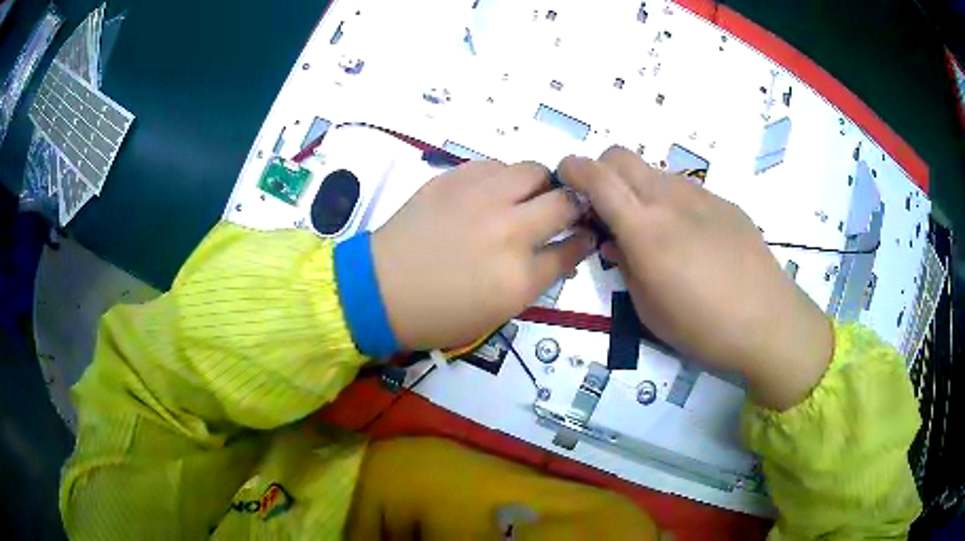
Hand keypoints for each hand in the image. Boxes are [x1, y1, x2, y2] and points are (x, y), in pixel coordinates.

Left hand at [372, 160, 595, 351]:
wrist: (381, 289)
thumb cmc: (440, 313)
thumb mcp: (498, 311)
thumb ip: (538, 278)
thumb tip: (565, 249)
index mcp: (519, 274)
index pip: (573, 246)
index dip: (584, 238)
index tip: (585, 234)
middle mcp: (507, 229)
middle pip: (564, 201)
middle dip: (573, 205)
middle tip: (561, 211)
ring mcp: (479, 198)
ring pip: (532, 170)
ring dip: (539, 184)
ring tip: (524, 198)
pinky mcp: (452, 179)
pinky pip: (494, 165)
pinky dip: (503, 177)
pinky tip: (491, 192)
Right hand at [559, 147, 833, 410]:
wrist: (769, 323)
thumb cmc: (703, 328)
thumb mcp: (648, 310)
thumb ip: (625, 266)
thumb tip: (614, 242)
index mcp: (645, 229)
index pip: (598, 178)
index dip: (573, 168)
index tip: (564, 176)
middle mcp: (670, 199)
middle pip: (622, 156)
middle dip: (602, 170)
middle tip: (606, 208)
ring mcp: (701, 196)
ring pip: (654, 172)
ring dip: (638, 188)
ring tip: (654, 230)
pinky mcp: (725, 203)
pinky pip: (685, 190)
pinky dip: (671, 202)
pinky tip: (691, 239)